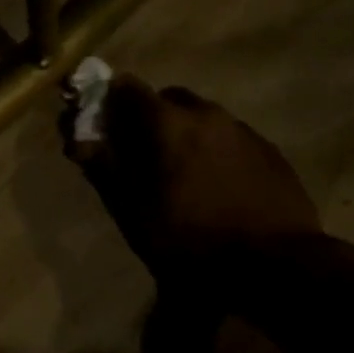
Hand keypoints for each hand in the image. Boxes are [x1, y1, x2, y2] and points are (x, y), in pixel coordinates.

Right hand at [67, 75, 318, 280]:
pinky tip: (215, 184)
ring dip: (185, 133)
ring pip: (204, 118)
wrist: (275, 264)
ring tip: (180, 172)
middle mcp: (208, 115)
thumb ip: (105, 168)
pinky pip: (231, 139)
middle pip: (169, 99)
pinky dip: (214, 150)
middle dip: (150, 116)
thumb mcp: (133, 210)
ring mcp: (244, 131)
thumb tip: (78, 141)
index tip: (101, 122)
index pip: (128, 88)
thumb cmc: (190, 237)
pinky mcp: (271, 152)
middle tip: (140, 151)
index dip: (109, 100)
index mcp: (168, 123)